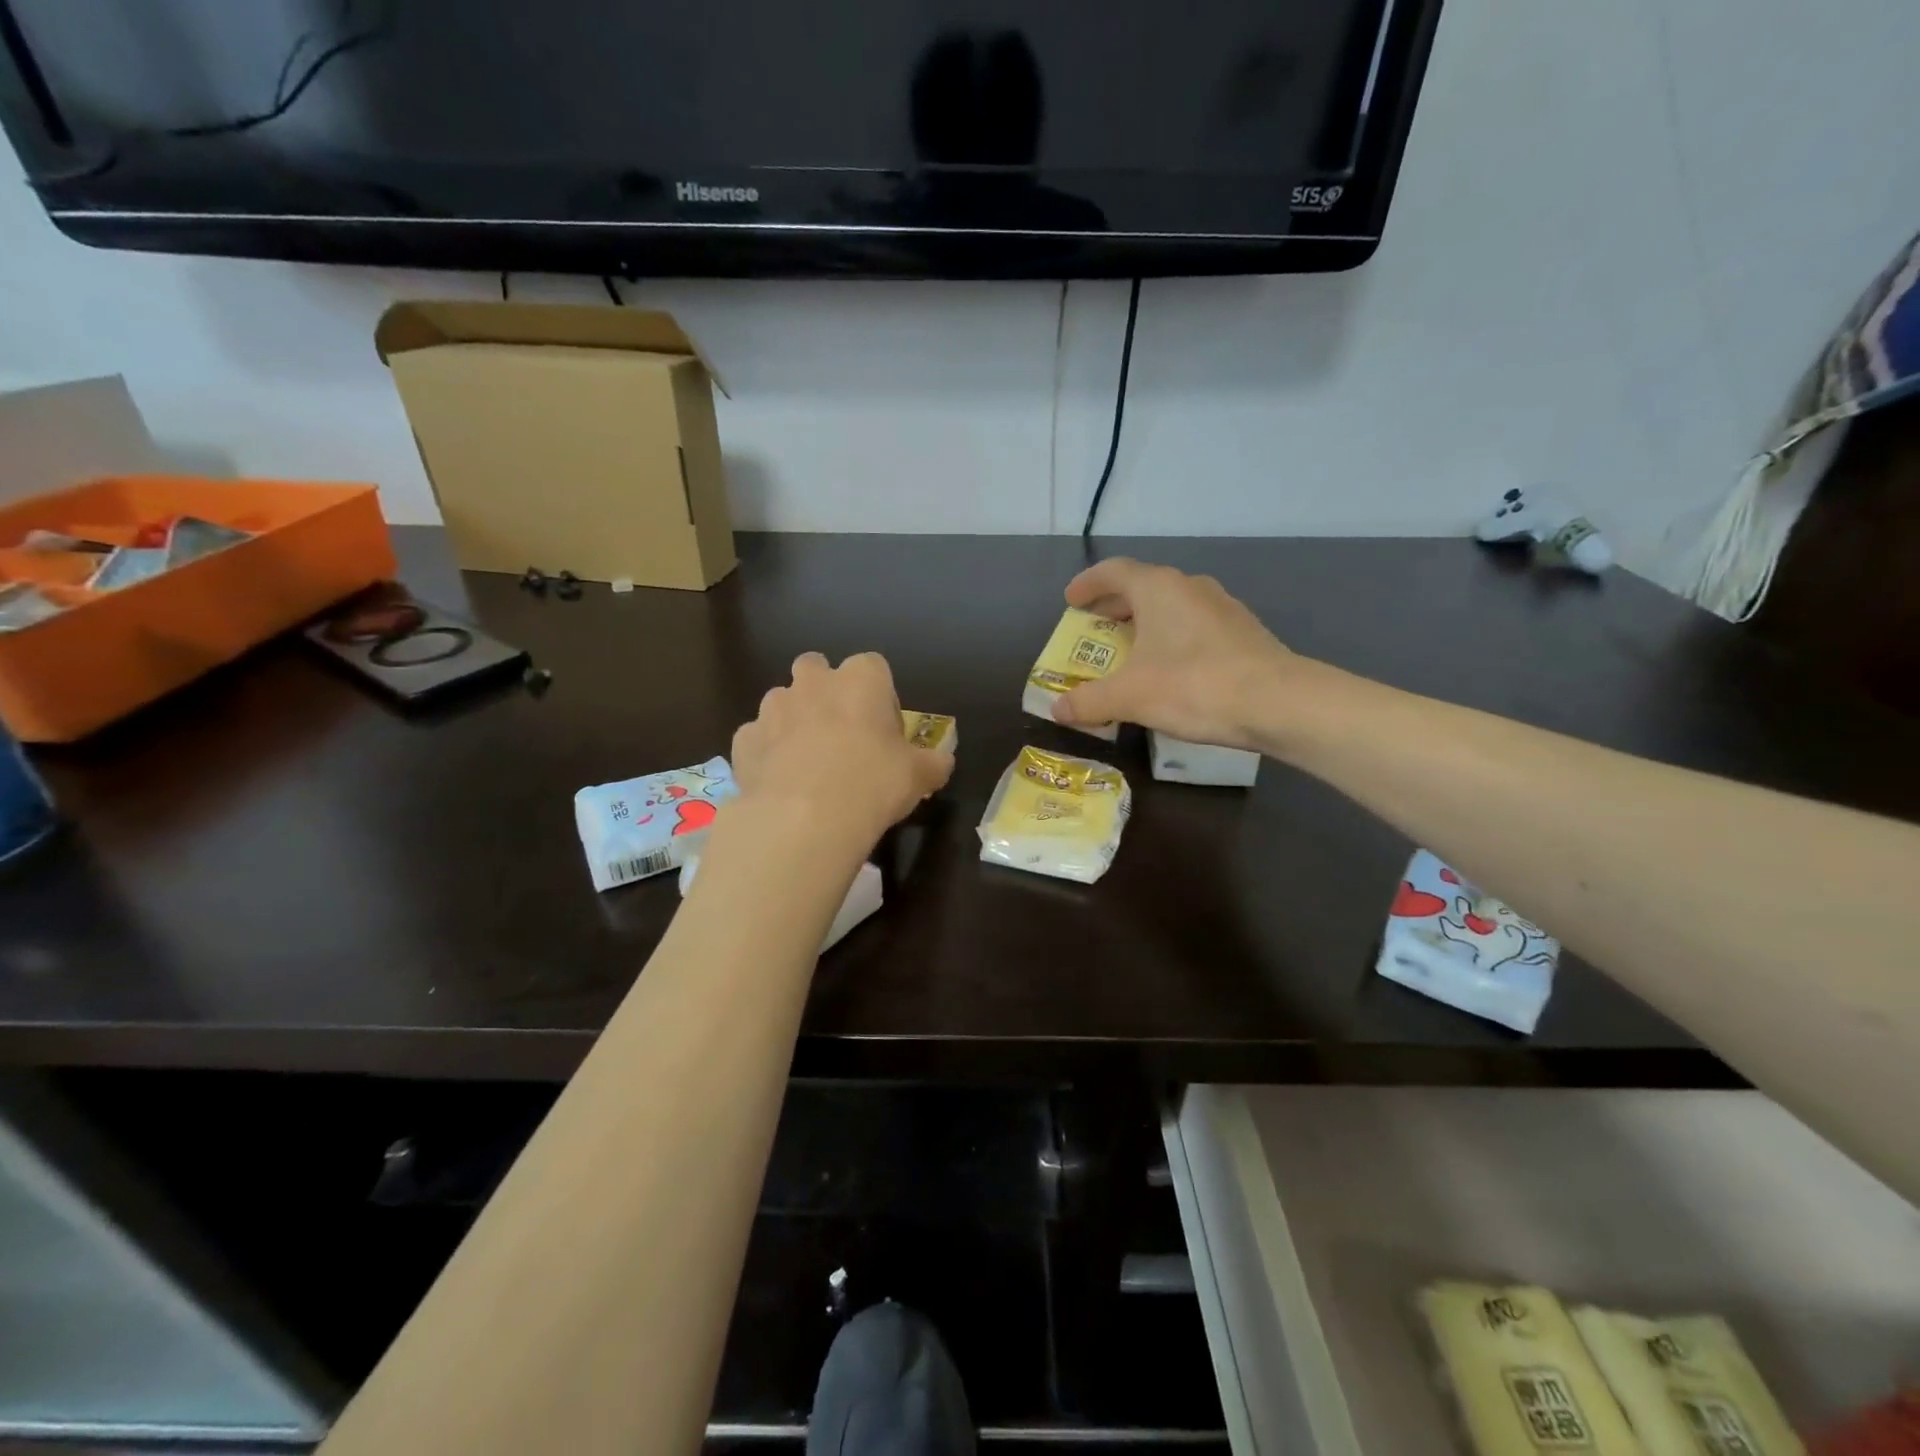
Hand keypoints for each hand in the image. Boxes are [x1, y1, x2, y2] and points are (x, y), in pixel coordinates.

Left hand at [730, 652, 953, 849]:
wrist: (805, 819)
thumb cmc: (873, 783)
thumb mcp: (920, 776)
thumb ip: (933, 763)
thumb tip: (942, 762)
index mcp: (861, 679)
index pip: (873, 667)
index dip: (880, 697)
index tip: (884, 730)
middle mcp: (813, 682)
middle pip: (816, 668)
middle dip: (825, 691)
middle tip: (840, 733)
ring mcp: (772, 708)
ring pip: (782, 701)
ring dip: (793, 721)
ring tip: (807, 763)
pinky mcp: (743, 740)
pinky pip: (758, 738)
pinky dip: (767, 753)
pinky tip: (780, 783)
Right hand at [1053, 559, 1304, 751]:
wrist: (1278, 703)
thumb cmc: (1194, 686)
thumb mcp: (1129, 696)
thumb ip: (1089, 701)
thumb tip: (1057, 709)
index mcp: (1158, 588)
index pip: (1114, 571)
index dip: (1088, 584)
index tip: (1070, 601)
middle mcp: (1190, 587)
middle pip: (1143, 586)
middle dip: (1114, 605)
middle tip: (1094, 626)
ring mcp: (1222, 607)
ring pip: (1171, 606)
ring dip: (1145, 622)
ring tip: (1130, 649)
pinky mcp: (1242, 632)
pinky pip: (1194, 626)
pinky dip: (1171, 638)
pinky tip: (1170, 668)